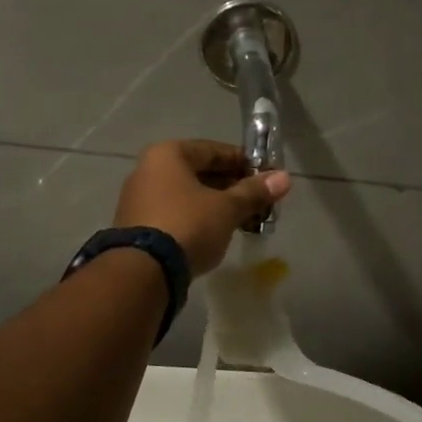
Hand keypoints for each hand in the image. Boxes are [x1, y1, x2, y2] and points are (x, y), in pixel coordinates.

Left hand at [113, 140, 291, 274]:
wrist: (143, 272)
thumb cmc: (188, 225)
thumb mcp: (227, 208)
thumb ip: (254, 192)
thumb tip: (284, 178)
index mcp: (168, 154)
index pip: (214, 150)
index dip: (243, 162)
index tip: (266, 177)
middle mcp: (148, 169)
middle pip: (199, 172)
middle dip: (231, 186)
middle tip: (258, 202)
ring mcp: (138, 198)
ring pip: (187, 195)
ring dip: (215, 204)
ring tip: (242, 220)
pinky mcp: (136, 225)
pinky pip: (174, 213)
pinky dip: (196, 218)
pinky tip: (216, 233)